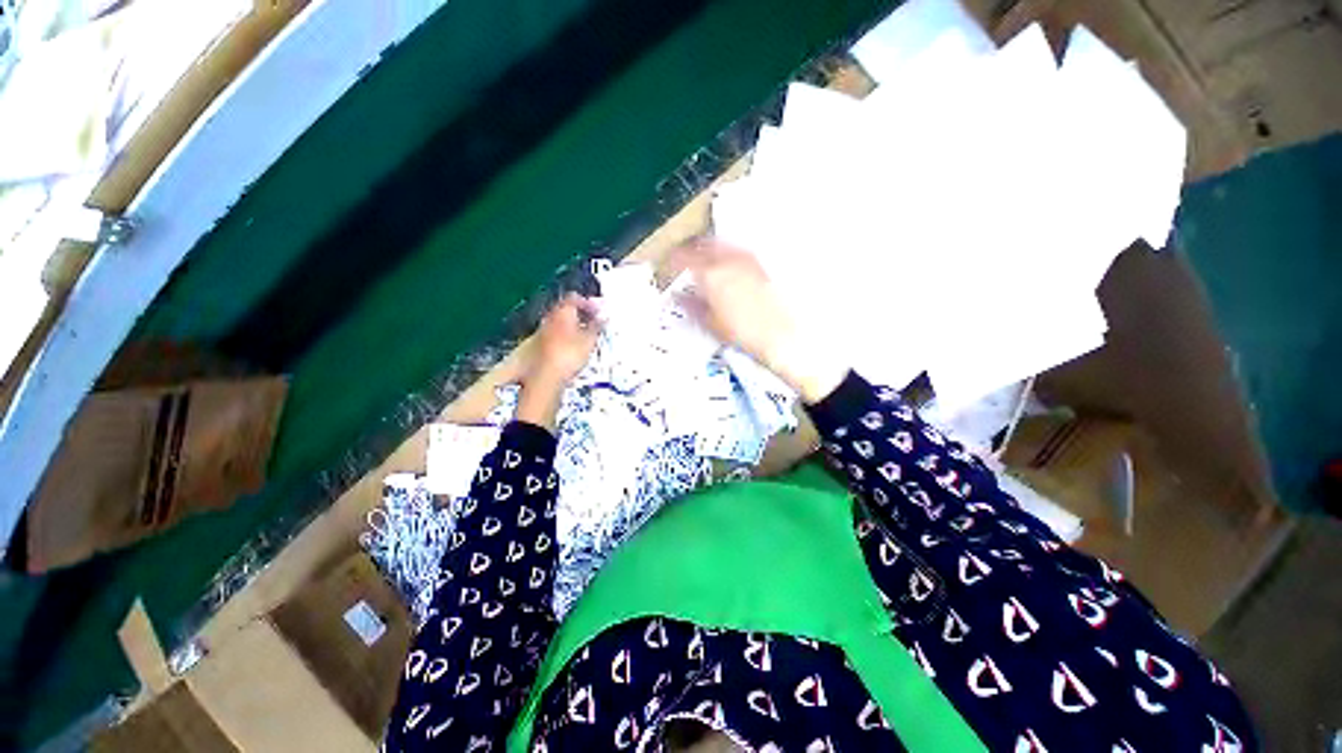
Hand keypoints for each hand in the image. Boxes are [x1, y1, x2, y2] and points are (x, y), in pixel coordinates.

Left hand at [525, 294, 600, 385]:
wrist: (545, 375)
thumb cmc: (568, 354)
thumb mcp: (590, 339)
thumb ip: (597, 325)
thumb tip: (603, 317)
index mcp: (563, 311)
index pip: (574, 298)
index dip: (588, 303)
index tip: (598, 312)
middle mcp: (550, 317)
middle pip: (565, 309)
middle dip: (580, 315)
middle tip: (593, 324)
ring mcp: (542, 331)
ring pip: (560, 323)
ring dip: (572, 327)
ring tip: (585, 338)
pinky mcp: (538, 345)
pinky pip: (554, 335)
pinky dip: (565, 337)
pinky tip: (572, 349)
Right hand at [671, 238, 847, 402]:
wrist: (785, 336)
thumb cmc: (746, 334)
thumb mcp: (712, 324)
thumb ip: (692, 306)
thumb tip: (678, 297)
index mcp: (711, 275)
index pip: (683, 259)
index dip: (671, 261)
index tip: (666, 266)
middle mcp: (729, 260)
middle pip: (702, 246)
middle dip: (688, 250)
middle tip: (681, 259)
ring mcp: (747, 260)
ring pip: (720, 245)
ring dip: (706, 249)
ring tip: (701, 260)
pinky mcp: (761, 265)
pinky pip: (737, 251)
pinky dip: (725, 253)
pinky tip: (726, 265)